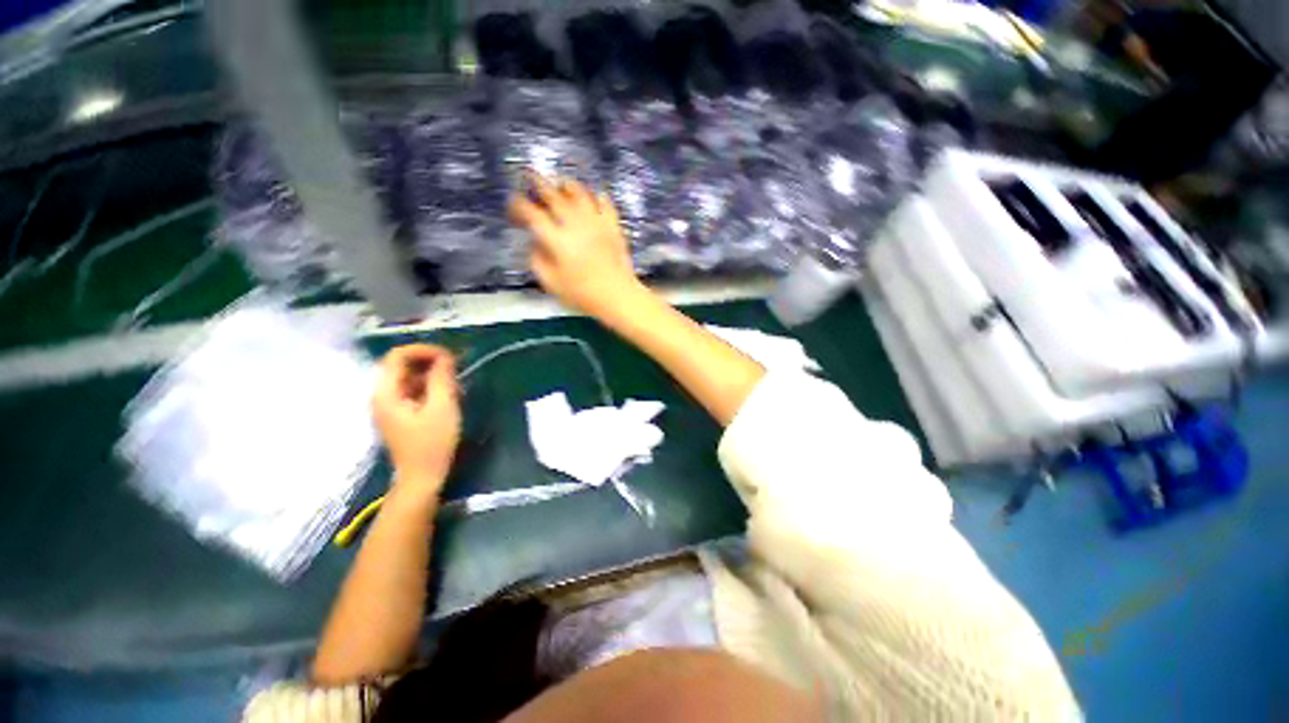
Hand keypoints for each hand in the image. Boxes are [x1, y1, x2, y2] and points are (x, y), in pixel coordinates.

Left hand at [373, 344, 460, 495]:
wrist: (422, 478)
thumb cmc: (432, 444)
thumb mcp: (442, 408)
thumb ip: (442, 379)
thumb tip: (445, 356)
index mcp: (386, 393)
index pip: (397, 356)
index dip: (423, 350)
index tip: (449, 356)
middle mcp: (381, 395)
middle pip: (400, 365)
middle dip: (429, 361)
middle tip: (455, 368)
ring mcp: (388, 406)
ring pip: (407, 377)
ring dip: (430, 374)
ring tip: (455, 382)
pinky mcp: (398, 414)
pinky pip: (410, 390)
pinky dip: (428, 386)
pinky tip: (446, 394)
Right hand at [509, 174, 642, 318]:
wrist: (618, 296)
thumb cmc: (583, 295)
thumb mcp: (551, 284)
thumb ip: (538, 260)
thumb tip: (535, 243)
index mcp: (557, 240)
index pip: (533, 214)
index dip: (519, 206)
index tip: (514, 206)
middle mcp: (575, 225)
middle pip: (554, 196)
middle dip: (539, 184)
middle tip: (530, 176)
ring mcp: (596, 223)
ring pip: (580, 193)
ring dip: (567, 185)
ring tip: (560, 183)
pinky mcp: (613, 226)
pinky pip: (605, 204)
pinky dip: (598, 197)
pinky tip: (595, 197)